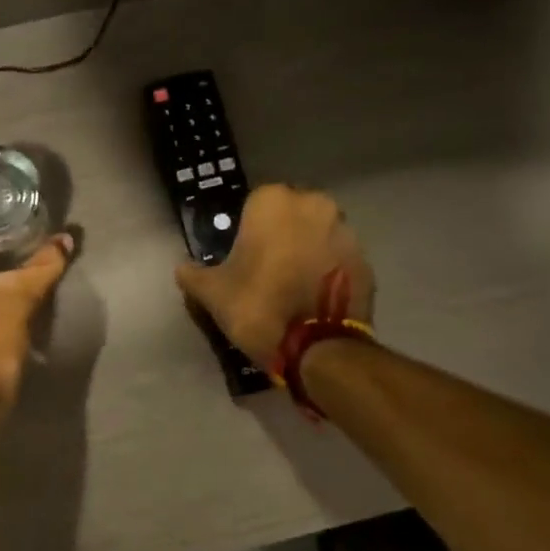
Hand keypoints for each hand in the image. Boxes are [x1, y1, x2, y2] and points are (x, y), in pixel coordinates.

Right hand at [175, 184, 372, 362]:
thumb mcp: (212, 293)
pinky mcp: (366, 261)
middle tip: (265, 269)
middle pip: (291, 215)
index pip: (254, 204)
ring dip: (306, 251)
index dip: (246, 229)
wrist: (316, 347)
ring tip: (292, 285)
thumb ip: (193, 275)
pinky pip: (338, 259)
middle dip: (280, 235)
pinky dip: (327, 272)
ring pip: (318, 234)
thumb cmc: (257, 306)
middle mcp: (315, 205)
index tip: (241, 255)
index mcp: (274, 203)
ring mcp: (346, 232)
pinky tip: (313, 297)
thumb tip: (183, 268)